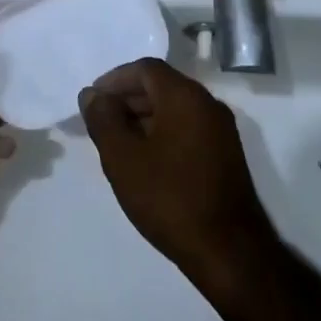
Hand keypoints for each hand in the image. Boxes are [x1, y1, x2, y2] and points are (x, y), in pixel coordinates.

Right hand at [78, 58, 275, 283]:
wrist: (228, 251)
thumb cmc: (169, 197)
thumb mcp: (122, 157)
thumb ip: (103, 118)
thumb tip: (93, 94)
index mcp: (184, 96)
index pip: (145, 68)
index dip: (114, 79)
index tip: (93, 101)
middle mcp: (208, 104)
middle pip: (161, 85)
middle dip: (127, 98)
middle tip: (101, 122)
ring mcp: (221, 130)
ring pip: (175, 108)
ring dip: (144, 117)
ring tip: (118, 143)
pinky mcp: (226, 154)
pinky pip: (188, 127)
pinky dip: (163, 132)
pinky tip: (146, 160)